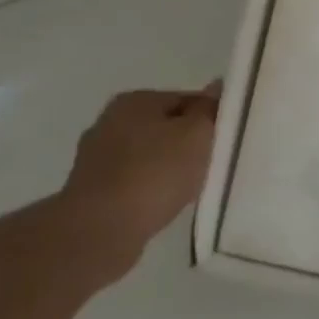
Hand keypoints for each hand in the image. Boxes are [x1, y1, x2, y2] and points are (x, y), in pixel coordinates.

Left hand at [61, 86, 219, 275]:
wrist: (101, 230)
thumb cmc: (154, 173)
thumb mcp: (197, 134)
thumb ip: (208, 110)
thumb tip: (215, 88)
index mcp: (135, 100)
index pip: (187, 99)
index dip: (211, 117)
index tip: (227, 139)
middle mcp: (110, 121)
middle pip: (166, 126)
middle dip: (189, 142)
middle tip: (212, 163)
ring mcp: (96, 157)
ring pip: (150, 155)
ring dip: (169, 167)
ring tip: (190, 187)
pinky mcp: (91, 190)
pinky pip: (134, 181)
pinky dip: (150, 188)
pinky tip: (164, 203)